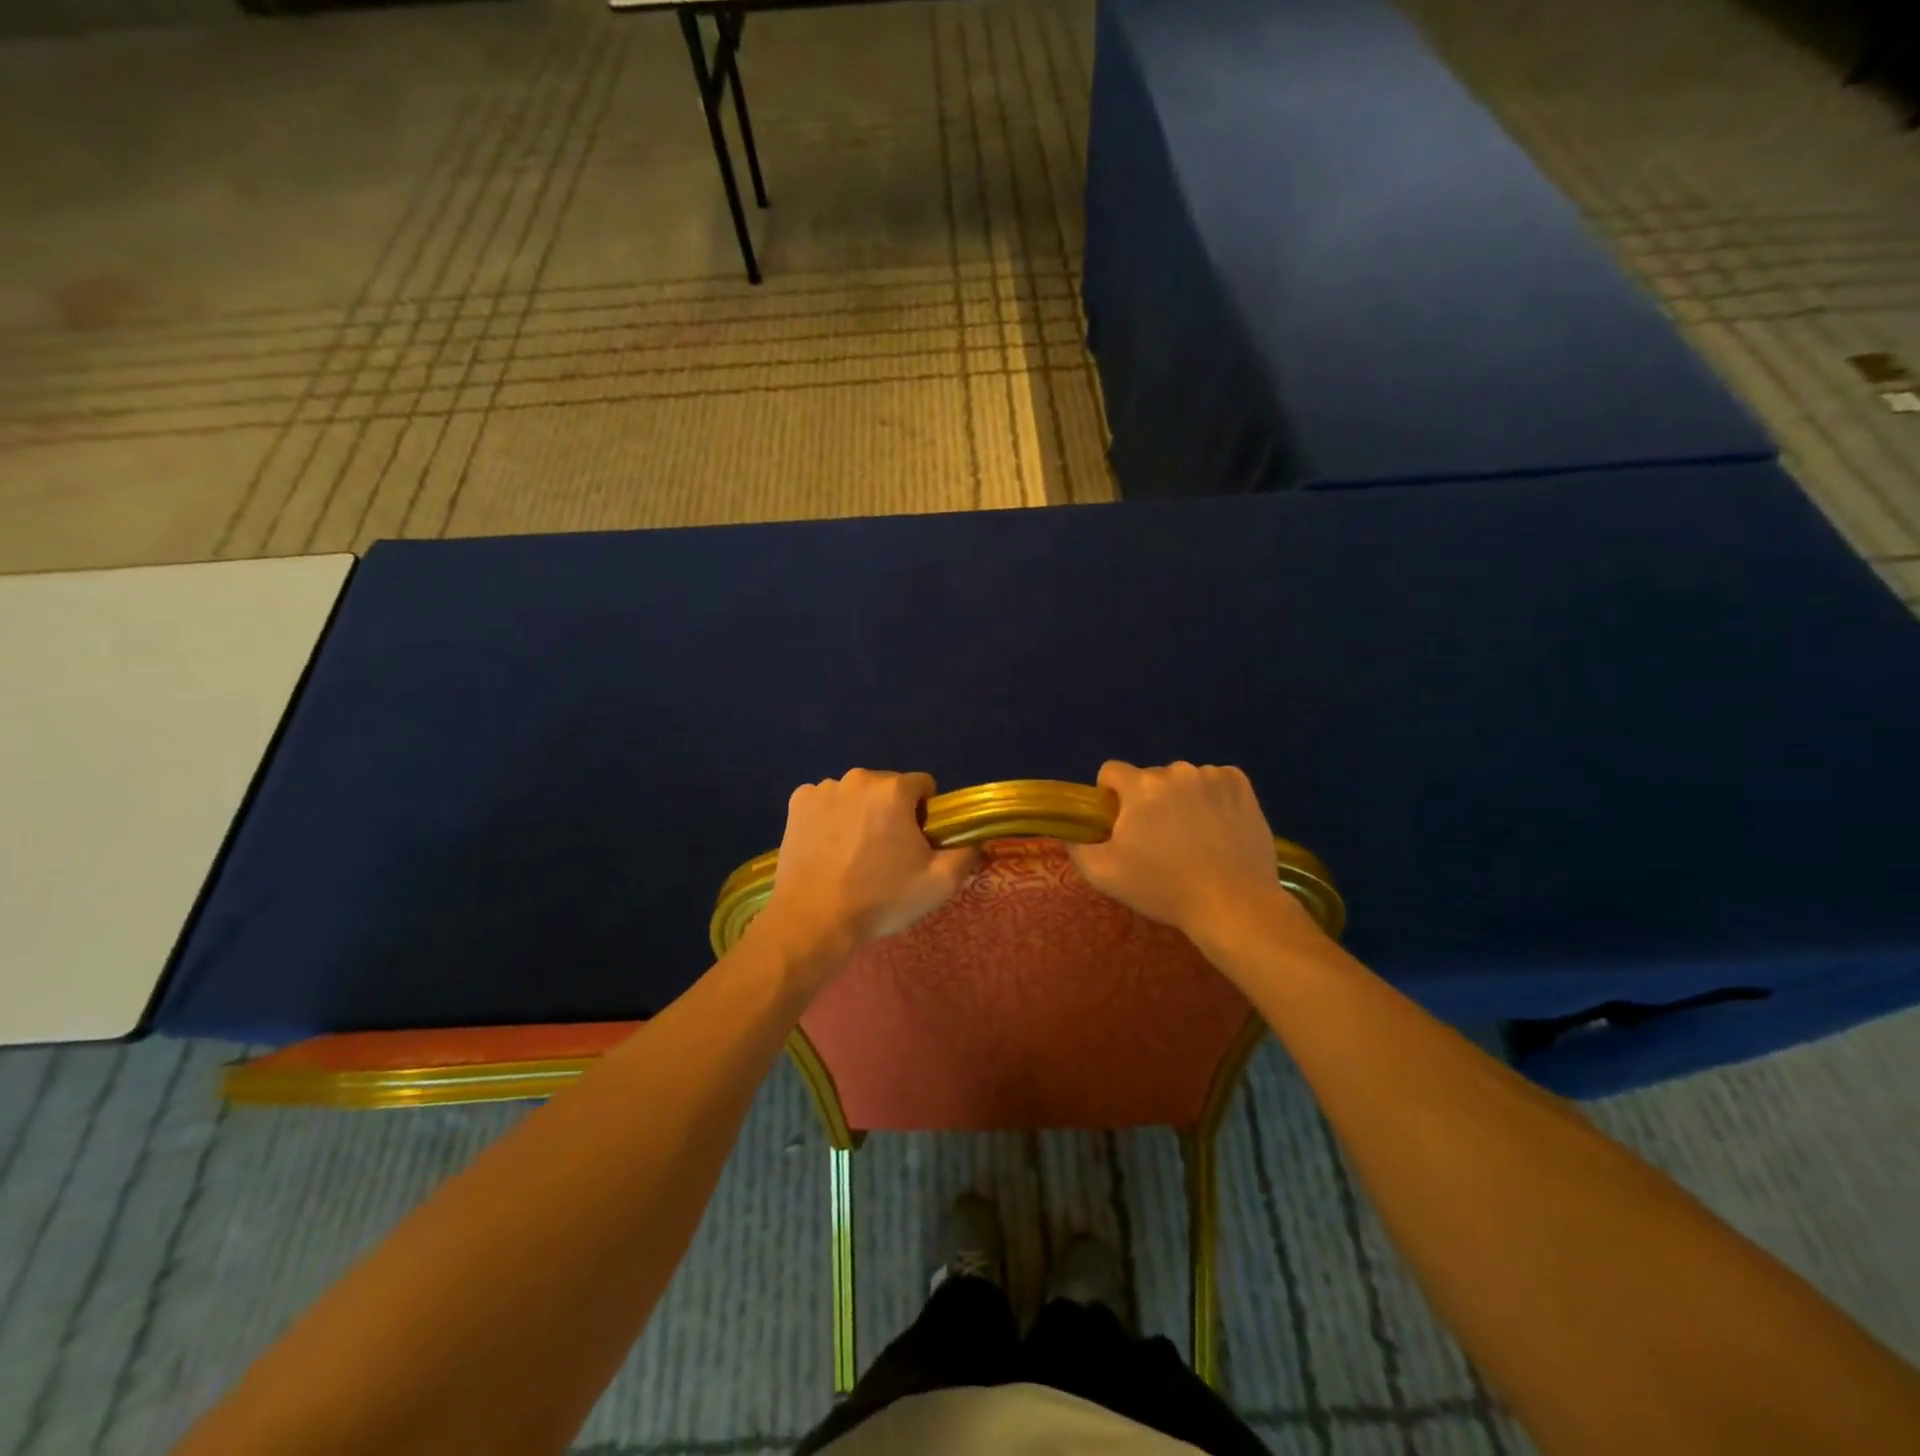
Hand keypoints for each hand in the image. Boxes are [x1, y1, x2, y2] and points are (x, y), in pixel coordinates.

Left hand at [756, 770, 980, 970]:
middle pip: (888, 788)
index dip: (926, 814)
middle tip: (887, 853)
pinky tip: (828, 847)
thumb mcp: (939, 884)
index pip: (923, 786)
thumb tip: (977, 843)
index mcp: (894, 790)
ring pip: (856, 794)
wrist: (813, 920)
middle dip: (892, 811)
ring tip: (853, 854)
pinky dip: (830, 817)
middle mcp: (858, 778)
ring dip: (861, 813)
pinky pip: (826, 802)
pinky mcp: (797, 804)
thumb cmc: (880, 899)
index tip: (917, 843)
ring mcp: (823, 789)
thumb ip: (967, 855)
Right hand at [1068, 761, 1311, 944]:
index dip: (1109, 796)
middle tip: (1158, 840)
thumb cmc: (1163, 888)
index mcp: (1140, 786)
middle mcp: (1176, 771)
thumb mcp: (1104, 874)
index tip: (1119, 825)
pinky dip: (1212, 797)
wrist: (1233, 904)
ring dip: (1181, 799)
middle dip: (1148, 801)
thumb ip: (1077, 848)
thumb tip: (1070, 833)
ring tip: (1193, 838)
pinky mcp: (1242, 786)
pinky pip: (1216, 781)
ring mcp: (1212, 776)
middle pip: (1149, 777)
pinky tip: (1218, 827)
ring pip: (1184, 780)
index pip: (1110, 771)